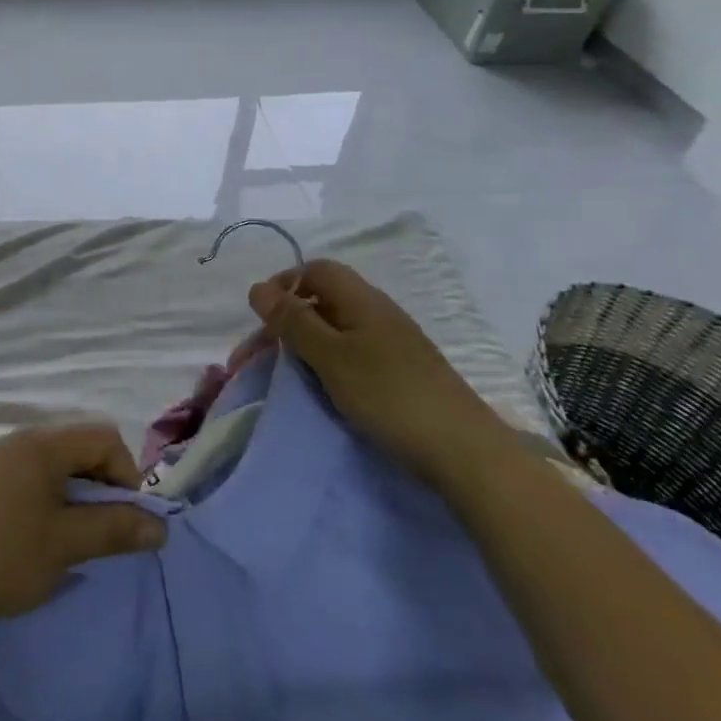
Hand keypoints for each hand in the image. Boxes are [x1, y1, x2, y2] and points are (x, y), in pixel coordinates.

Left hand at [0, 425, 166, 635]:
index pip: (104, 437)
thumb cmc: (4, 557)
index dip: (126, 475)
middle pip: (81, 447)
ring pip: (58, 465)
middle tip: (104, 531)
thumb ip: (116, 529)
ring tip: (77, 537)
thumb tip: (160, 526)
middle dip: (103, 485)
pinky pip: (34, 477)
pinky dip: (52, 499)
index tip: (125, 519)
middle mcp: (20, 441)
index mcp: (42, 444)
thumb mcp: (67, 544)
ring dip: (79, 495)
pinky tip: (44, 536)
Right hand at [249, 261, 516, 488]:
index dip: (284, 284)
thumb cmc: (389, 395)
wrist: (463, 451)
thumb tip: (257, 288)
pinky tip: (325, 386)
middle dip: (288, 319)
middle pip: (324, 297)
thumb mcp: (330, 356)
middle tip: (264, 354)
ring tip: (289, 372)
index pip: (315, 270)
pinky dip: (328, 361)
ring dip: (306, 342)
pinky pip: (352, 351)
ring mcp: (393, 342)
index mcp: (362, 300)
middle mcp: (378, 312)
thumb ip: (293, 322)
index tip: (261, 318)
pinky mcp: (400, 370)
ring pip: (336, 327)